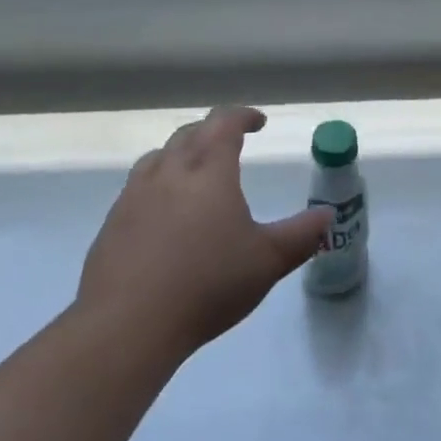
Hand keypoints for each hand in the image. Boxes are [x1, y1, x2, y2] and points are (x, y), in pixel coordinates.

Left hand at [76, 105, 331, 363]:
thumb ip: (301, 236)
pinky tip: (163, 214)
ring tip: (195, 171)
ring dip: (181, 153)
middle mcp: (169, 170)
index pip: (224, 123)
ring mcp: (135, 194)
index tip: (258, 122)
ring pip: (159, 156)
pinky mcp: (113, 222)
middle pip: (190, 134)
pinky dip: (158, 184)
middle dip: (213, 131)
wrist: (128, 324)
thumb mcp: (267, 261)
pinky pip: (138, 187)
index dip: (243, 116)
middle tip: (230, 142)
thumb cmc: (208, 284)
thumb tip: (328, 216)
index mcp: (208, 169)